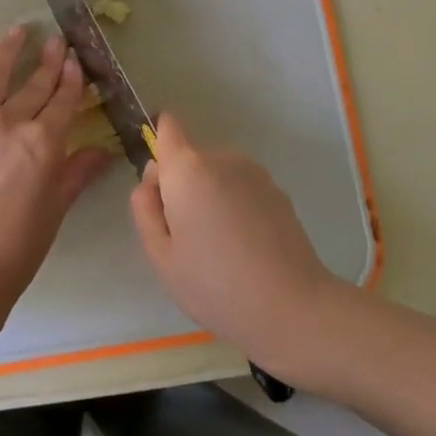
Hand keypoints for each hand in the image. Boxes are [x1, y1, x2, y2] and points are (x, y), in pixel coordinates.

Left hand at [0, 26, 112, 304]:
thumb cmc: (17, 246)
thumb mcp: (56, 208)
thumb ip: (77, 172)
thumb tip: (103, 152)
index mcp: (43, 142)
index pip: (63, 99)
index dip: (71, 77)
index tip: (76, 58)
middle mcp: (9, 121)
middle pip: (33, 83)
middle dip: (48, 59)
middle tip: (57, 40)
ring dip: (8, 51)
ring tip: (18, 31)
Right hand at [130, 112, 345, 375]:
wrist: (290, 307)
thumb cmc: (214, 285)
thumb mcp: (161, 256)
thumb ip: (145, 210)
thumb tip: (150, 184)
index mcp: (188, 170)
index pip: (168, 128)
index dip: (159, 147)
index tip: (161, 189)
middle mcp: (223, 159)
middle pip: (190, 158)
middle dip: (182, 186)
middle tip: (186, 237)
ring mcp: (255, 173)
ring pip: (216, 175)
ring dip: (210, 197)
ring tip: (218, 247)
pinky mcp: (278, 192)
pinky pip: (241, 188)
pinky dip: (236, 207)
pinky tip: (244, 248)